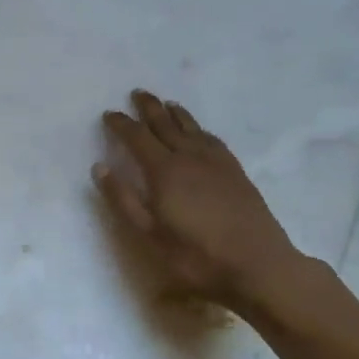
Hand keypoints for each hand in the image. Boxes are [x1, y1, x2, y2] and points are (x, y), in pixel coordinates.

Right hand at [94, 90, 313, 313]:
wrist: (258, 265)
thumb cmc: (196, 256)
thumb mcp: (149, 235)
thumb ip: (123, 199)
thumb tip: (100, 167)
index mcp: (164, 171)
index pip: (138, 138)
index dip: (122, 124)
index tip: (109, 114)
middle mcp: (189, 157)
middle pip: (166, 124)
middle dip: (149, 108)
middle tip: (137, 93)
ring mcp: (217, 162)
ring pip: (192, 128)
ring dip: (176, 114)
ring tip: (167, 104)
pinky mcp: (236, 172)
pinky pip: (213, 140)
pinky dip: (200, 129)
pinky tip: (200, 132)